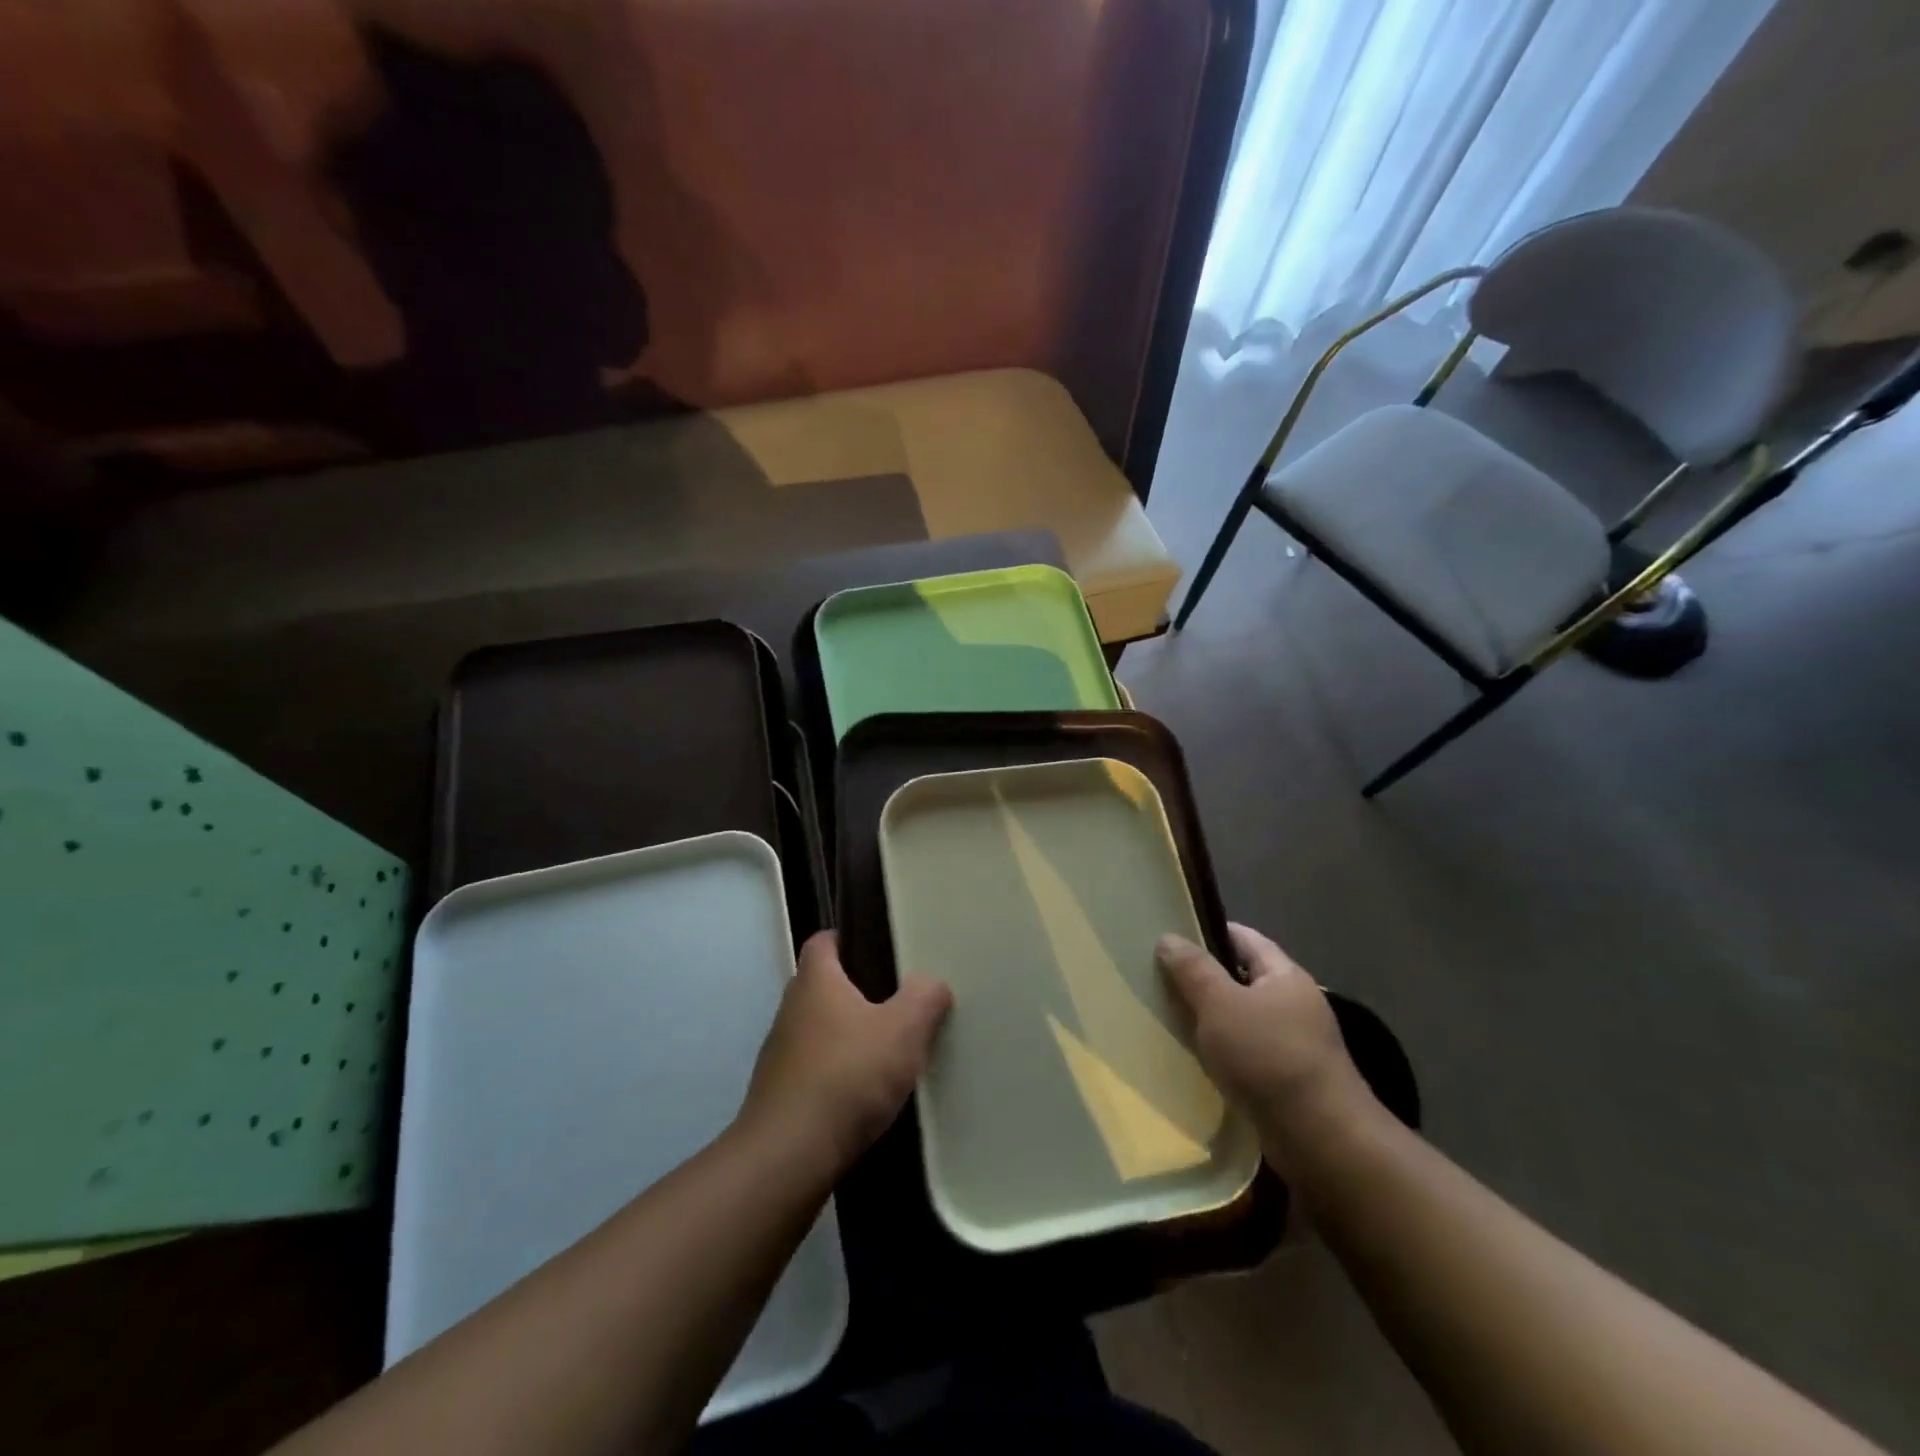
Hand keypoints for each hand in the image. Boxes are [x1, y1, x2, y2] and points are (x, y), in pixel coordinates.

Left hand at [738, 931, 952, 1176]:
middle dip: (856, 990)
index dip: (848, 939)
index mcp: (815, 981)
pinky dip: (836, 1072)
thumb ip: (924, 998)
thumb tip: (931, 982)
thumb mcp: (903, 1030)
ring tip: (886, 1049)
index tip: (879, 948)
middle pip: (823, 986)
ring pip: (818, 1029)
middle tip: (896, 1000)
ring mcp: (779, 1053)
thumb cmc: (847, 1076)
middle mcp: (790, 1009)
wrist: (789, 1156)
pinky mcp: (779, 1094)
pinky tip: (864, 1093)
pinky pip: (814, 1068)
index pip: (823, 941)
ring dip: (846, 1035)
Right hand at [1156, 923, 1376, 1169]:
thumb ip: (1193, 969)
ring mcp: (1292, 1044)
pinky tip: (1193, 1059)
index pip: (1243, 938)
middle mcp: (1293, 1004)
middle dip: (1201, 979)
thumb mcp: (1221, 1005)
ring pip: (1239, 1019)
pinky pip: (1244, 1054)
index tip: (1169, 937)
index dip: (1207, 932)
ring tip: (1166, 1018)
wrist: (1321, 1140)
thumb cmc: (1269, 1057)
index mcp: (1284, 975)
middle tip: (1158, 979)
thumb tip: (1168, 938)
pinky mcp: (1285, 1081)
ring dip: (1208, 1020)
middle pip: (1240, 978)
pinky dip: (1220, 1053)